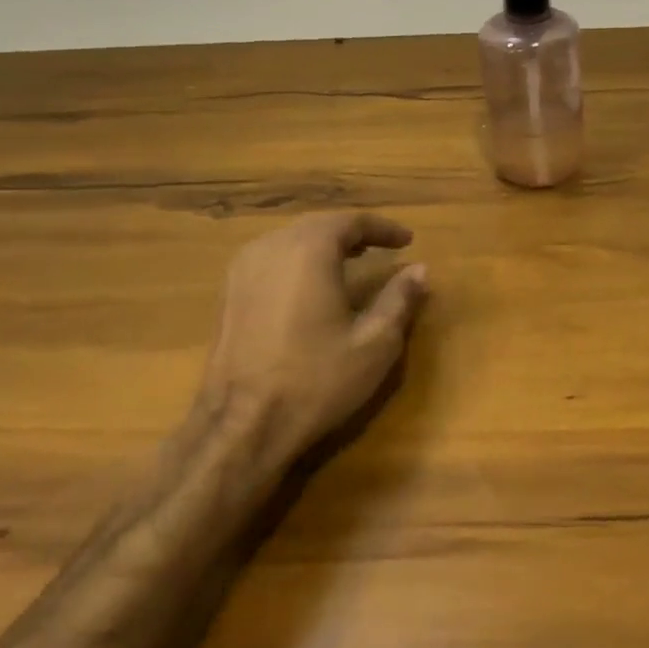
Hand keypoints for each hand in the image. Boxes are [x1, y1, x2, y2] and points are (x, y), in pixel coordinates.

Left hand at [186, 212, 428, 478]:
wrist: (242, 426)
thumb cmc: (316, 380)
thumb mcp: (375, 342)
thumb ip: (400, 299)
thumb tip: (420, 270)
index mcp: (308, 250)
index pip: (351, 221)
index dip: (383, 228)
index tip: (408, 240)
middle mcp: (271, 248)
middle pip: (318, 225)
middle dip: (353, 233)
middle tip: (382, 247)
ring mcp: (242, 270)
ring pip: (291, 240)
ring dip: (324, 245)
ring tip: (352, 261)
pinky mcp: (228, 295)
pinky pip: (271, 259)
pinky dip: (299, 261)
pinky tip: (313, 285)